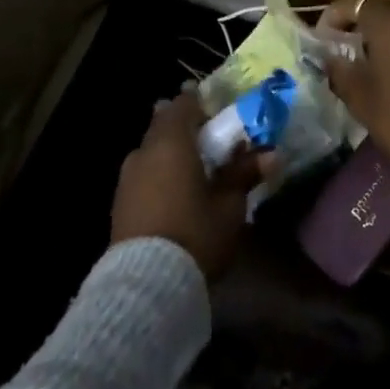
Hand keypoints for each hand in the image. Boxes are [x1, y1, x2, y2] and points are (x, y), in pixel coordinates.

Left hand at [111, 93, 269, 280]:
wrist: (146, 285)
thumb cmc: (195, 234)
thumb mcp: (229, 206)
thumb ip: (245, 174)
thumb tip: (270, 153)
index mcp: (171, 141)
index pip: (184, 103)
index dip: (202, 103)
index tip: (219, 111)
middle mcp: (144, 151)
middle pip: (164, 125)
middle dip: (186, 128)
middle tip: (211, 141)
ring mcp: (127, 177)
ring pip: (152, 150)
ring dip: (172, 153)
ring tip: (196, 170)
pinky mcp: (119, 203)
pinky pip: (143, 173)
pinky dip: (160, 173)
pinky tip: (176, 193)